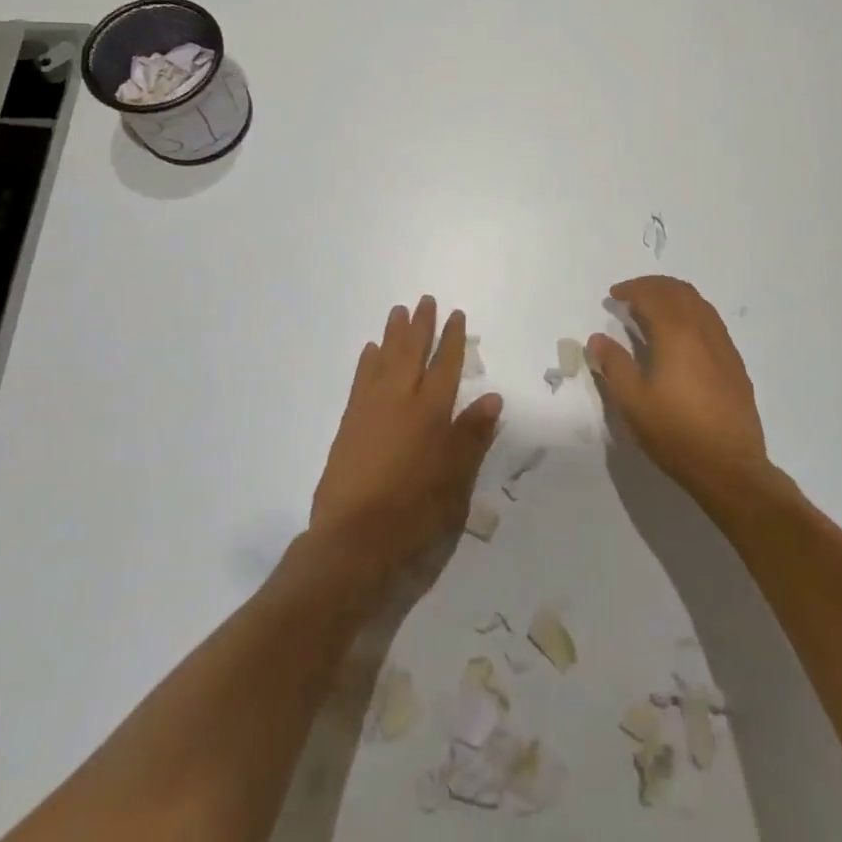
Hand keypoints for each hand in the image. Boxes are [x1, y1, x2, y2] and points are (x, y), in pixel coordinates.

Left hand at [310, 297, 501, 578]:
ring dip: (393, 335)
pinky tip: (370, 350)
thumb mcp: (456, 479)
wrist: (353, 541)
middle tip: (424, 300)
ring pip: (384, 360)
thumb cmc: (414, 512)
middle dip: (421, 326)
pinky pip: (361, 380)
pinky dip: (367, 361)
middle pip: (412, 353)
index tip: (455, 315)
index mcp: (431, 412)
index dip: (452, 339)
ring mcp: (370, 410)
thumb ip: (472, 436)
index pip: (445, 365)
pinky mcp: (349, 425)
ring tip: (398, 311)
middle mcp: (400, 401)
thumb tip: (492, 397)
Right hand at [586, 276, 768, 507]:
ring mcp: (723, 345)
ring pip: (699, 303)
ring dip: (674, 296)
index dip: (631, 289)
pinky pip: (711, 321)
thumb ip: (613, 364)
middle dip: (653, 286)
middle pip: (679, 291)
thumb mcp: (633, 402)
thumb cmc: (675, 433)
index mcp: (676, 334)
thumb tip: (597, 338)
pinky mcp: (735, 363)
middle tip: (632, 295)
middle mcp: (703, 330)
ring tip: (654, 309)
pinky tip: (681, 335)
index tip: (614, 295)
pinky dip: (691, 312)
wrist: (730, 467)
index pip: (653, 295)